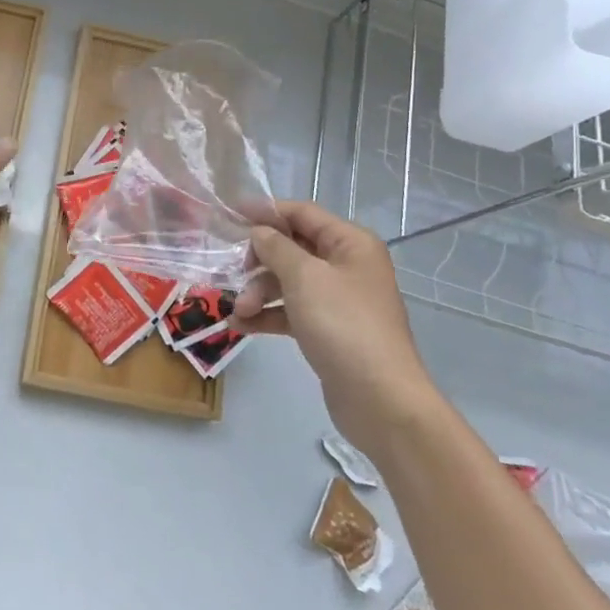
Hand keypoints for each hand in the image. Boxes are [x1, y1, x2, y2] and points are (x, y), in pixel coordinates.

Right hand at [231, 201, 439, 447]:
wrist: (379, 399)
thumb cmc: (343, 325)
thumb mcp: (304, 277)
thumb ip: (276, 247)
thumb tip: (258, 231)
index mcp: (350, 243)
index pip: (302, 213)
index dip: (266, 211)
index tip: (229, 213)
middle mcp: (346, 265)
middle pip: (292, 248)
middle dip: (259, 261)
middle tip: (234, 273)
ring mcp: (338, 299)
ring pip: (288, 281)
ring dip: (258, 292)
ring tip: (240, 311)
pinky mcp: (328, 329)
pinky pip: (291, 311)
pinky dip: (267, 315)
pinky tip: (241, 326)